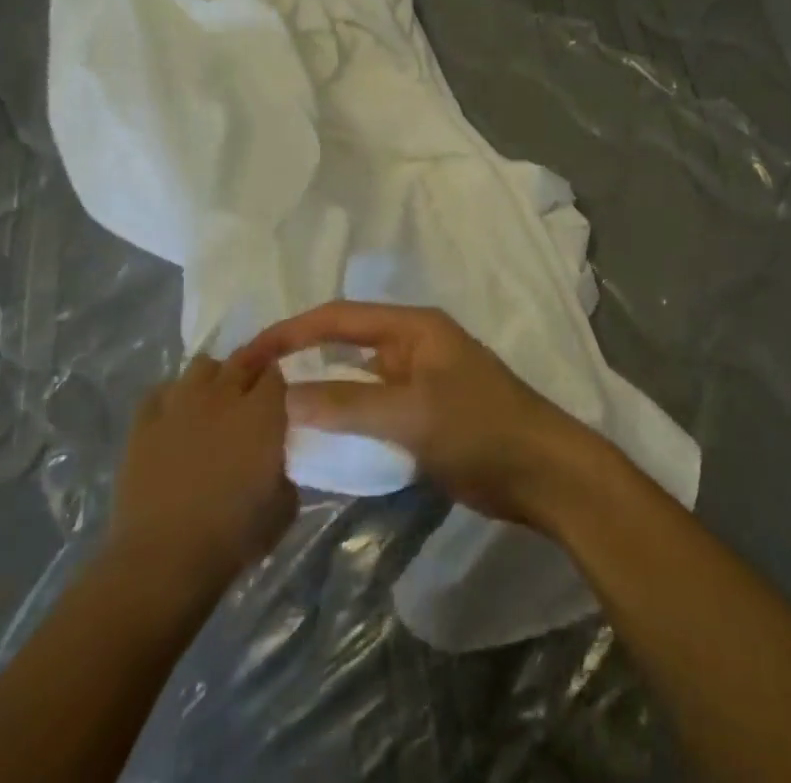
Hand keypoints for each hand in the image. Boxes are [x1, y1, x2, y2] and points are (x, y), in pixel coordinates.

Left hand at [104, 354, 296, 595]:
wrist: (163, 559)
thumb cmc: (233, 536)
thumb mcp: (283, 507)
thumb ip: (283, 472)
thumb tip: (274, 464)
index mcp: (263, 411)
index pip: (275, 372)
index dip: (277, 382)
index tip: (278, 398)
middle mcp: (223, 395)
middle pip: (241, 359)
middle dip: (249, 369)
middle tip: (250, 393)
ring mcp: (180, 405)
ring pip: (201, 365)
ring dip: (212, 377)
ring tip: (212, 400)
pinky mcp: (144, 424)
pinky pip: (159, 392)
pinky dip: (171, 397)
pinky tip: (174, 416)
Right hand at [237, 302, 608, 531]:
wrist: (540, 472)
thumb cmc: (480, 428)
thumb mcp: (411, 413)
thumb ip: (348, 404)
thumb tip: (284, 398)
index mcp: (413, 327)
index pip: (339, 318)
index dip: (292, 332)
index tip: (249, 356)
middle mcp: (412, 345)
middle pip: (345, 344)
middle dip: (302, 360)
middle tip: (252, 388)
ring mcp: (418, 381)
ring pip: (356, 380)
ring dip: (320, 394)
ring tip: (271, 416)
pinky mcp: (422, 416)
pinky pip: (370, 410)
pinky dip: (343, 420)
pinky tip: (314, 441)